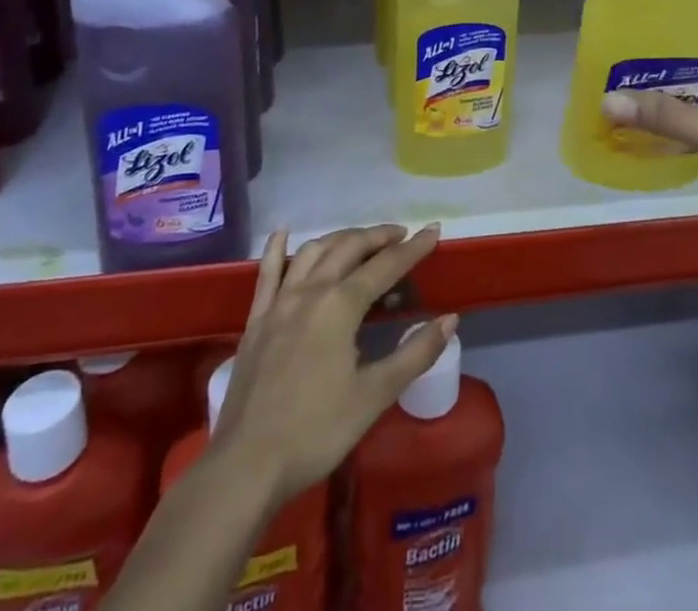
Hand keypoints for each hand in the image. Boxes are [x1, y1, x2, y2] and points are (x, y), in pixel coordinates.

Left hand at [210, 224, 456, 509]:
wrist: (246, 465)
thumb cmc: (317, 432)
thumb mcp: (374, 396)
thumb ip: (415, 354)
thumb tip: (450, 319)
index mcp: (341, 305)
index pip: (386, 266)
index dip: (413, 248)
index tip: (434, 231)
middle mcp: (311, 291)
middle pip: (349, 248)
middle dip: (378, 236)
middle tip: (401, 235)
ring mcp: (279, 302)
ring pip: (313, 252)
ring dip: (340, 238)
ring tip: (360, 239)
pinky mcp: (256, 320)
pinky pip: (266, 273)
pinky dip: (276, 248)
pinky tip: (283, 232)